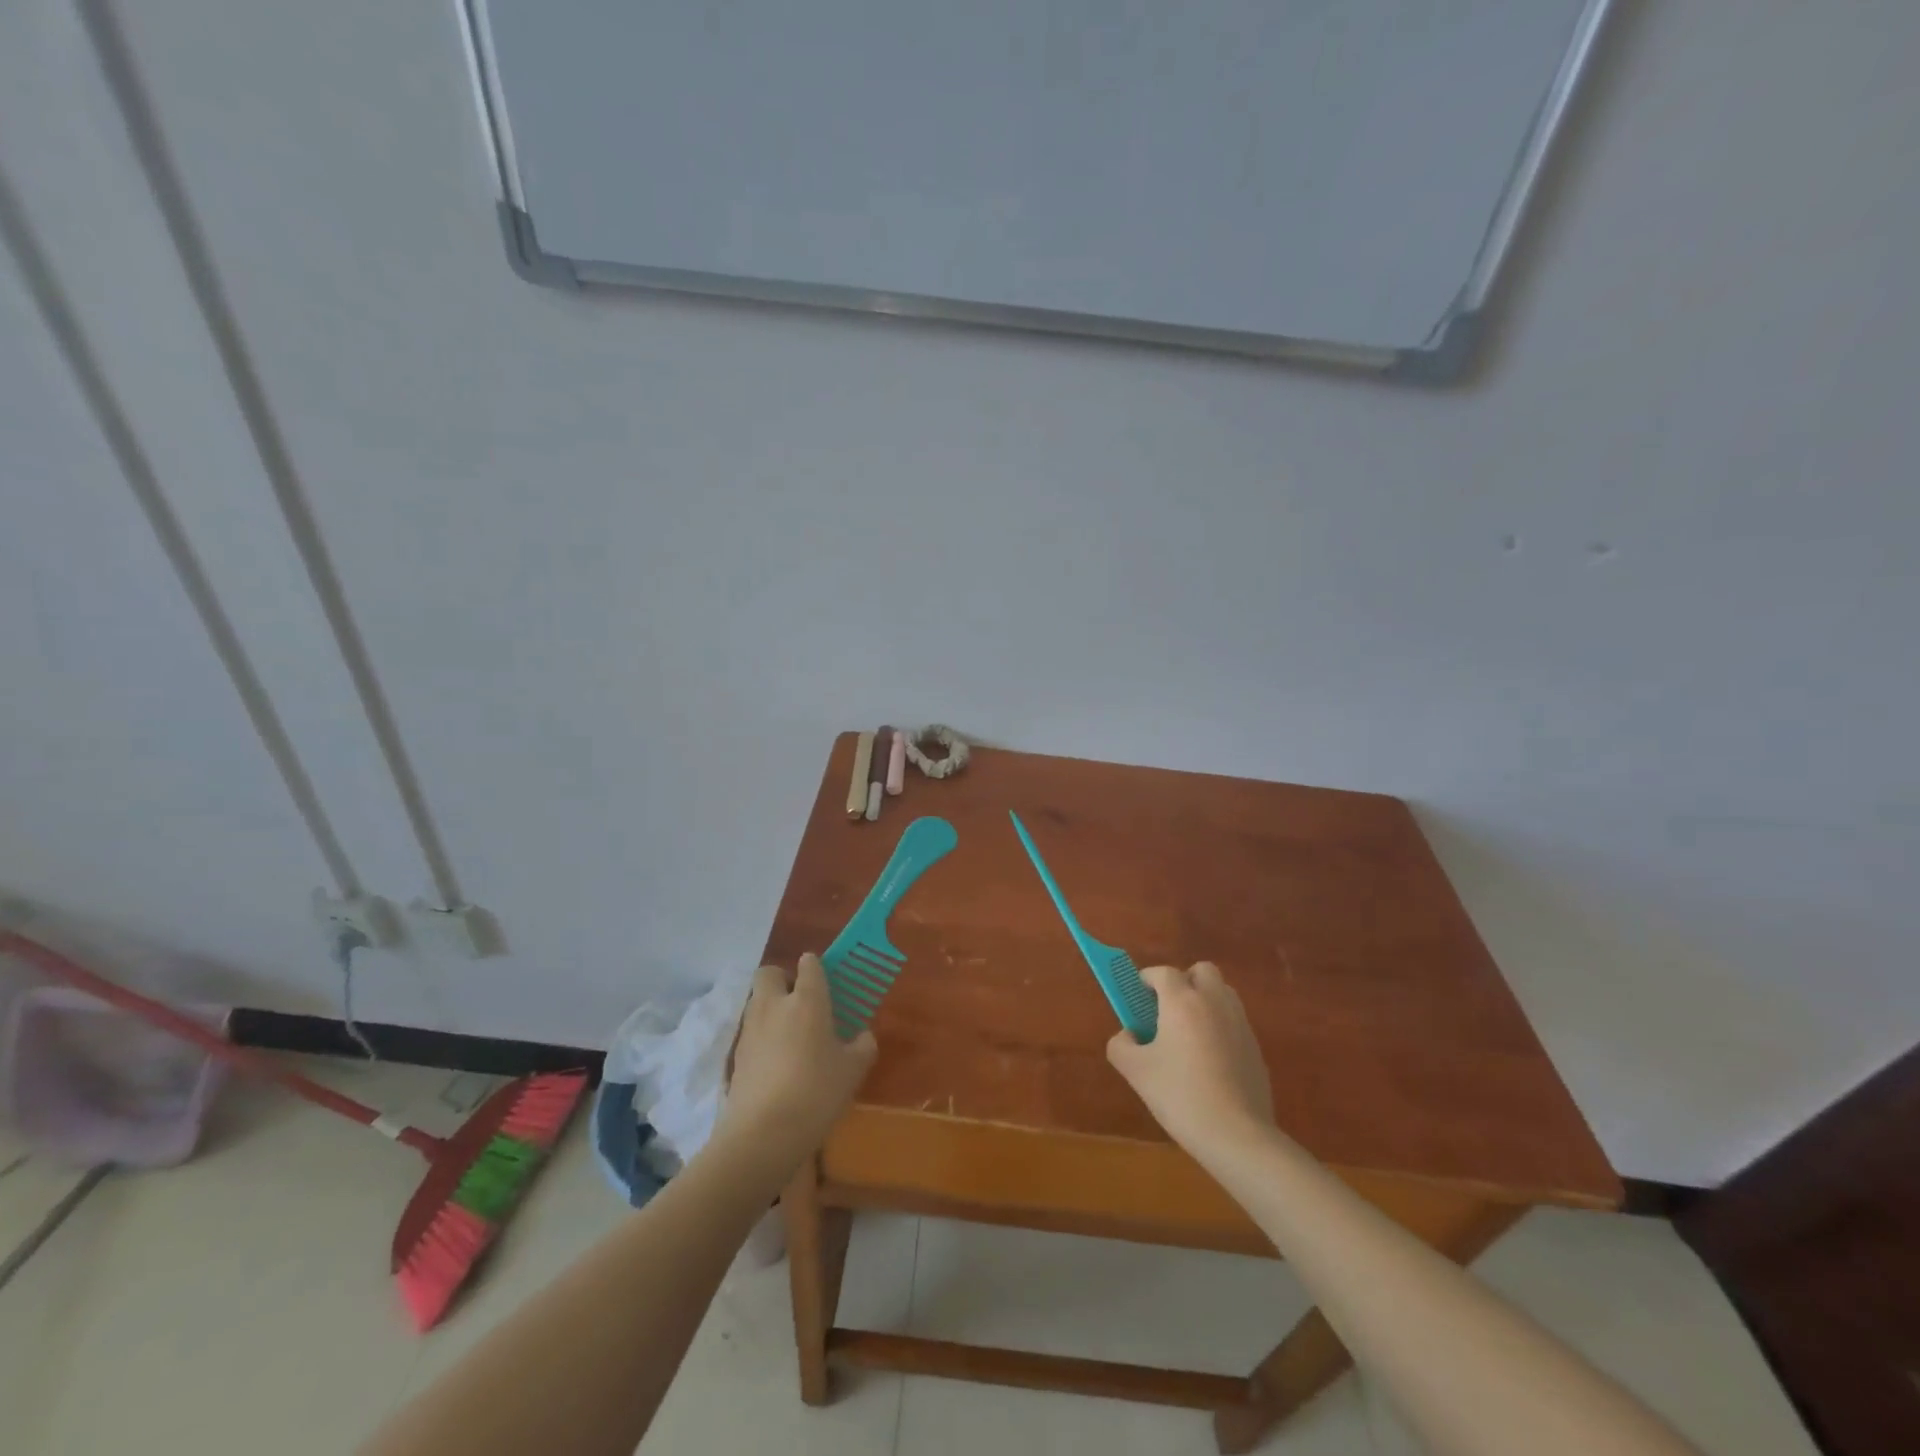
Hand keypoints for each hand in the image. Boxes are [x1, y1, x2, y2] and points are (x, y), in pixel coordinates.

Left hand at [720, 954, 876, 1161]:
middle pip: (769, 973)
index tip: (826, 984)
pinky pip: (751, 1033)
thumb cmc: (816, 1092)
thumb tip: (862, 1035)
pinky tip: (777, 1064)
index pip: (809, 964)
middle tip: (801, 1003)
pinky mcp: (736, 1056)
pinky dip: (762, 1038)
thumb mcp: (853, 1070)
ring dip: (771, 1009)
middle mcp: (774, 1005)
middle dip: (783, 979)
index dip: (816, 968)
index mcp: (807, 1000)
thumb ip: (862, 1046)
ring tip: (791, 1037)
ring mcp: (750, 1029)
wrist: (763, 1135)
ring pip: (757, 1002)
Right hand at [1107, 963, 1275, 1157]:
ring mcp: (1240, 1023)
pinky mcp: (1256, 1047)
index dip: (1147, 979)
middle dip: (1183, 981)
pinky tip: (1209, 1061)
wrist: (1237, 1135)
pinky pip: (1233, 1021)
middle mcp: (1214, 1002)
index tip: (1137, 996)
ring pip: (1221, 993)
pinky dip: (1219, 1027)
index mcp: (1183, 1001)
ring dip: (1204, 1001)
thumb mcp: (1136, 1072)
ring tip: (1188, 1034)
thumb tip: (1128, 1035)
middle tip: (1167, 1010)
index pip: (1163, 972)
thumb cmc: (1181, 1095)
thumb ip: (1121, 1045)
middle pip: (1201, 971)